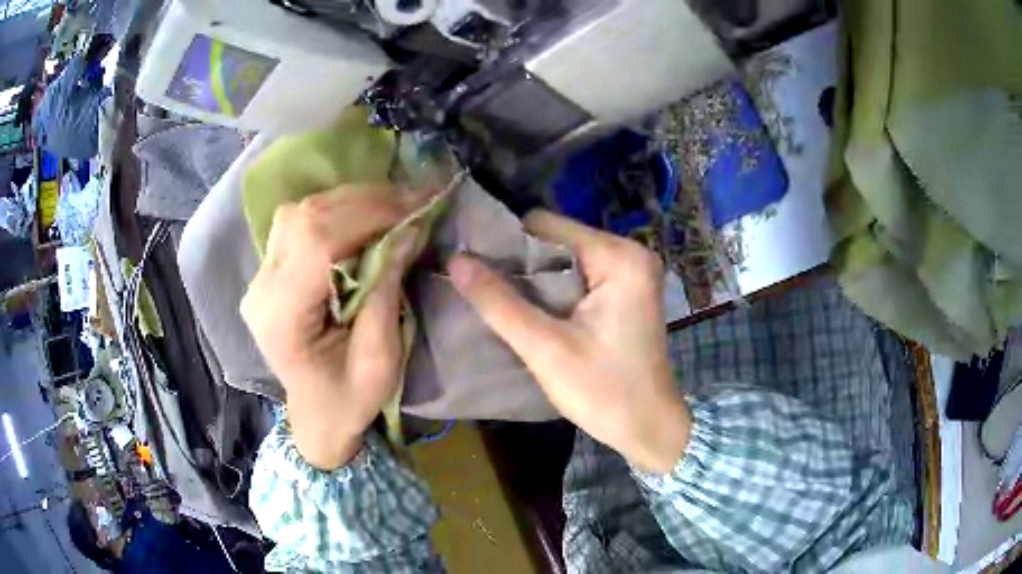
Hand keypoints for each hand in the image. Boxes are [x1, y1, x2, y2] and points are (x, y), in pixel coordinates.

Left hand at [241, 185, 423, 469]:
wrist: (316, 415)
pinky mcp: (269, 269)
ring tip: (395, 205)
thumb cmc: (348, 401)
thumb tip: (406, 230)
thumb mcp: (380, 362)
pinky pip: (300, 223)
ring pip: (301, 212)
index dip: (367, 215)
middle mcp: (261, 288)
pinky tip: (366, 216)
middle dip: (366, 201)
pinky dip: (338, 210)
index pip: (315, 243)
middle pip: (306, 218)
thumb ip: (387, 294)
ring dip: (352, 201)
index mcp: (281, 318)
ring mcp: (260, 276)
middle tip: (414, 199)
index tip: (416, 209)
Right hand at [448, 211, 689, 472]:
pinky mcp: (625, 291)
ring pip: (563, 259)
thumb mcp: (546, 349)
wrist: (650, 428)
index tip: (471, 265)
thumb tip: (455, 259)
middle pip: (555, 239)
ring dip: (532, 278)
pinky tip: (529, 310)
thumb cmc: (605, 392)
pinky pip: (577, 276)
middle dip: (518, 263)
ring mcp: (630, 272)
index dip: (504, 243)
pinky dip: (551, 290)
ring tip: (497, 299)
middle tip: (479, 287)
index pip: (545, 225)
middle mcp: (629, 253)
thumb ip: (499, 303)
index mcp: (618, 257)